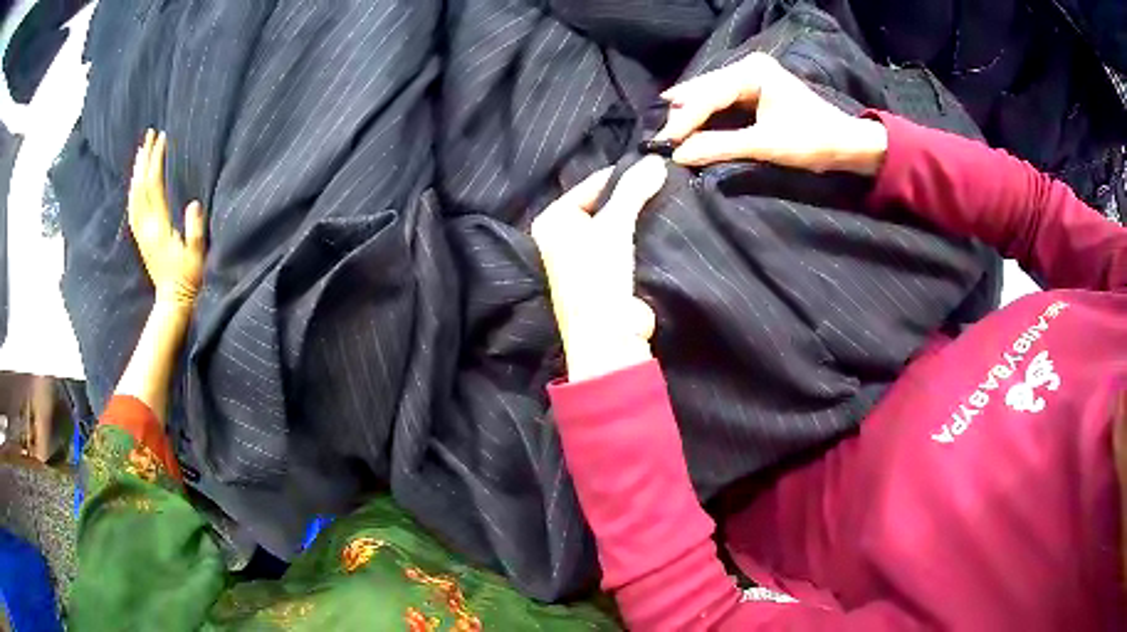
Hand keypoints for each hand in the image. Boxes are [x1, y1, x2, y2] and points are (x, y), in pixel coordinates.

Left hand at [128, 129, 206, 310]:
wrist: (172, 302)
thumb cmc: (188, 278)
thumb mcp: (197, 254)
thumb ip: (194, 229)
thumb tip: (194, 203)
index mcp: (159, 227)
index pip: (154, 186)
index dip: (157, 161)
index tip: (162, 139)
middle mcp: (146, 228)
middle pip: (141, 187)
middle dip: (145, 159)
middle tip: (149, 135)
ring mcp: (141, 234)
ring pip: (134, 196)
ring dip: (137, 172)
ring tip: (141, 151)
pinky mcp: (141, 239)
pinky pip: (133, 208)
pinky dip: (133, 190)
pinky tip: (136, 181)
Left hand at [532, 156, 667, 381]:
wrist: (608, 337)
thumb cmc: (599, 276)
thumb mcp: (615, 225)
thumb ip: (634, 190)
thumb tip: (656, 161)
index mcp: (553, 220)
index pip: (592, 184)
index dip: (624, 175)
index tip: (656, 168)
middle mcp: (562, 236)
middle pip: (604, 203)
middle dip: (633, 196)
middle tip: (665, 182)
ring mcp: (584, 256)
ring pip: (617, 223)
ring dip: (639, 216)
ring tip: (667, 200)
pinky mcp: (604, 273)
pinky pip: (625, 243)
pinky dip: (641, 236)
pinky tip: (661, 226)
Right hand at [656, 52, 887, 175]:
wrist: (846, 143)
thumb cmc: (812, 141)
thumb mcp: (765, 145)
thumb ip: (720, 146)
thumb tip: (678, 155)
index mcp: (753, 72)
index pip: (709, 94)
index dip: (685, 119)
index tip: (664, 143)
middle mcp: (748, 66)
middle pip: (705, 89)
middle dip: (683, 114)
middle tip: (660, 138)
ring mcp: (751, 75)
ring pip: (710, 93)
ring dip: (692, 114)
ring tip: (669, 133)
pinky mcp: (754, 88)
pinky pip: (721, 98)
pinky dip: (706, 114)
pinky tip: (688, 124)